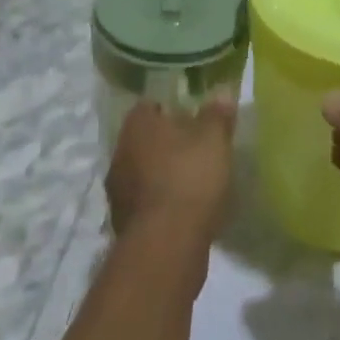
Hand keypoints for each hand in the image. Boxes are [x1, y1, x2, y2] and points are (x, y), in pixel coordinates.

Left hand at [106, 98, 236, 249]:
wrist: (166, 247)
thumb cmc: (189, 178)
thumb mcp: (214, 139)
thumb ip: (217, 114)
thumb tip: (222, 92)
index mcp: (137, 124)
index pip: (151, 104)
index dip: (172, 107)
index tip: (194, 115)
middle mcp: (120, 152)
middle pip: (146, 139)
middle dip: (168, 142)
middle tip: (197, 147)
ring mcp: (118, 191)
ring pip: (144, 171)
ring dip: (164, 174)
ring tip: (195, 180)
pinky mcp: (124, 223)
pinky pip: (147, 202)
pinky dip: (163, 202)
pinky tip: (185, 210)